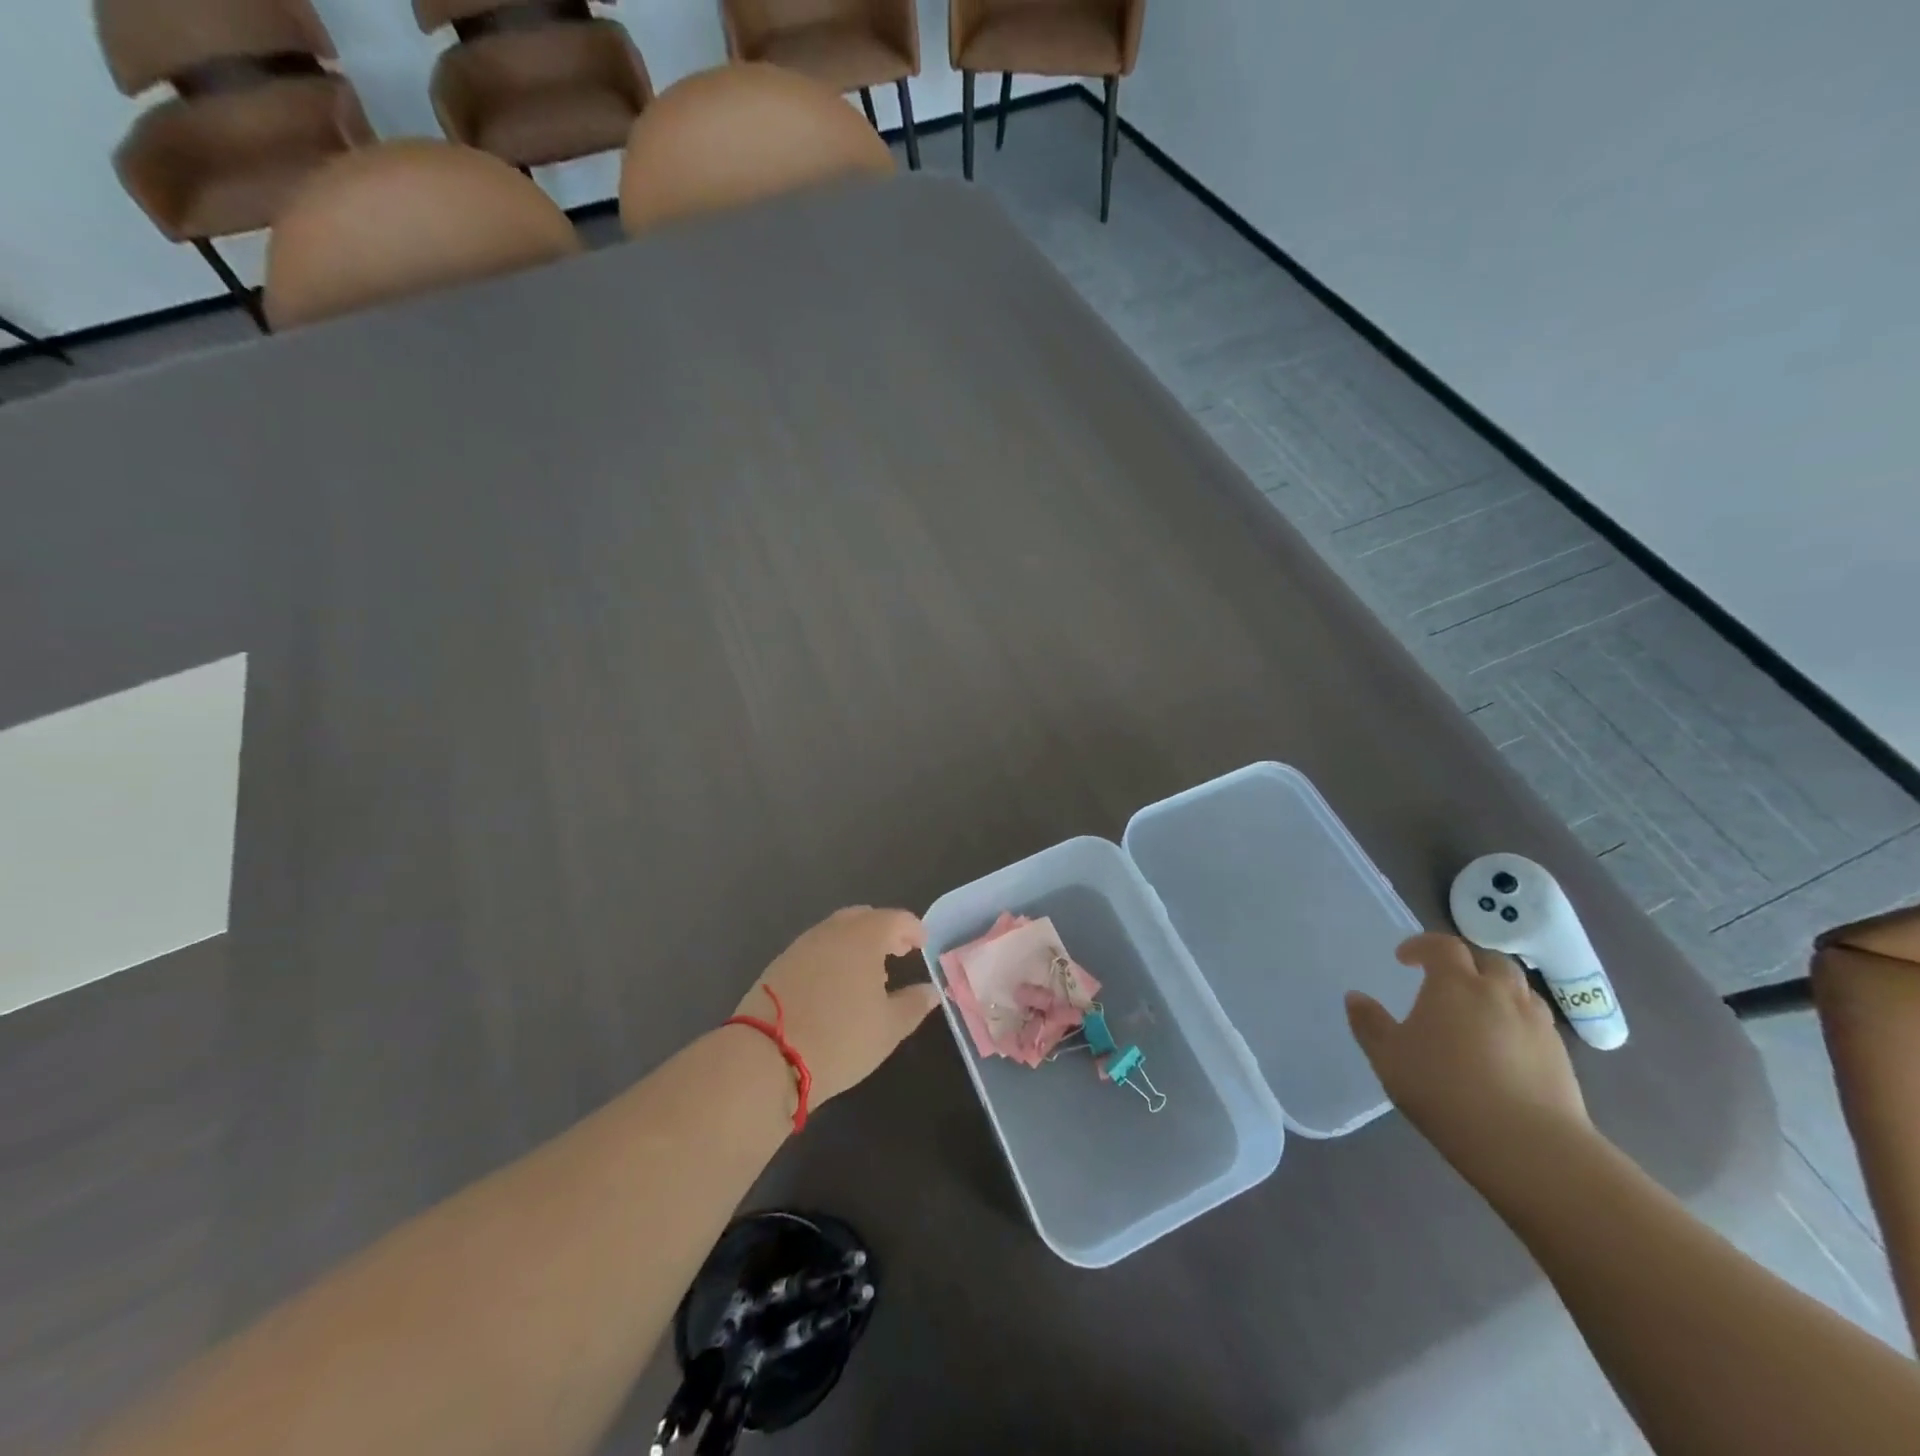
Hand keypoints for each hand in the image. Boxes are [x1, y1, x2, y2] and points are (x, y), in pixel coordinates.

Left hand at [736, 906, 942, 1107]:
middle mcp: (832, 931)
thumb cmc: (840, 1038)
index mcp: (863, 936)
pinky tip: (834, 986)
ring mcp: (801, 945)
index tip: (922, 946)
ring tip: (867, 974)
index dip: (913, 930)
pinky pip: (815, 949)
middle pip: (863, 918)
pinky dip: (832, 957)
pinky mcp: (779, 964)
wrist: (765, 1056)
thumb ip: (914, 1004)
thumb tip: (932, 990)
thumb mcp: (888, 1028)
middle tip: (897, 954)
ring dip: (856, 944)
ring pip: (836, 932)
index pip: (896, 919)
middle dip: (884, 931)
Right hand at [1347, 933, 1592, 1192]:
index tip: (1404, 959)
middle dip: (1466, 963)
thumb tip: (1356, 997)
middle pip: (1489, 960)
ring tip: (1478, 1012)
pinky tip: (1504, 1048)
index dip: (1422, 945)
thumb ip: (1369, 1024)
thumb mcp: (1389, 1058)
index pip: (1442, 946)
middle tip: (1446, 981)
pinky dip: (1517, 1021)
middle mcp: (1500, 994)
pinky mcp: (1562, 1057)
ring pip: (1520, 990)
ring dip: (1497, 990)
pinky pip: (1536, 1023)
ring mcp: (1537, 1024)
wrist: (1528, 1146)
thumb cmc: (1445, 1090)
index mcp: (1456, 984)